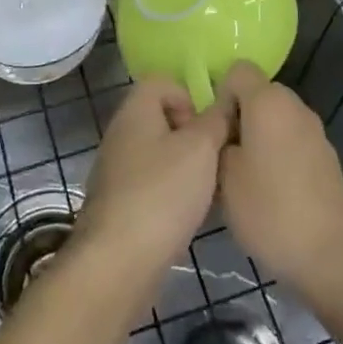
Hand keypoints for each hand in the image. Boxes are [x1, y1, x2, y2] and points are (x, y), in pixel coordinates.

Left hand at [70, 77, 230, 305]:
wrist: (118, 262)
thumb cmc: (162, 193)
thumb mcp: (200, 148)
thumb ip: (216, 119)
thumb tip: (225, 100)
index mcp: (135, 110)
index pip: (162, 82)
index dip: (189, 97)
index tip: (207, 128)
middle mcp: (121, 133)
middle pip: (162, 118)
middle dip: (192, 136)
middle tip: (212, 160)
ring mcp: (117, 169)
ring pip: (159, 153)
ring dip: (185, 167)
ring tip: (207, 191)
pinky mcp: (119, 203)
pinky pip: (152, 183)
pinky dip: (172, 193)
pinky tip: (188, 215)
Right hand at [217, 63, 342, 299]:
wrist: (332, 258)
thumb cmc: (269, 212)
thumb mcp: (223, 178)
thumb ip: (218, 142)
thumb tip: (224, 134)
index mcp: (268, 102)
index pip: (238, 70)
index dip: (220, 93)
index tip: (215, 130)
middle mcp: (295, 106)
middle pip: (259, 93)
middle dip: (238, 115)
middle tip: (224, 155)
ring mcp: (316, 132)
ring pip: (276, 118)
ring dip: (258, 136)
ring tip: (245, 177)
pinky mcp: (327, 157)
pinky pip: (292, 139)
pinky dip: (278, 153)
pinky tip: (272, 192)